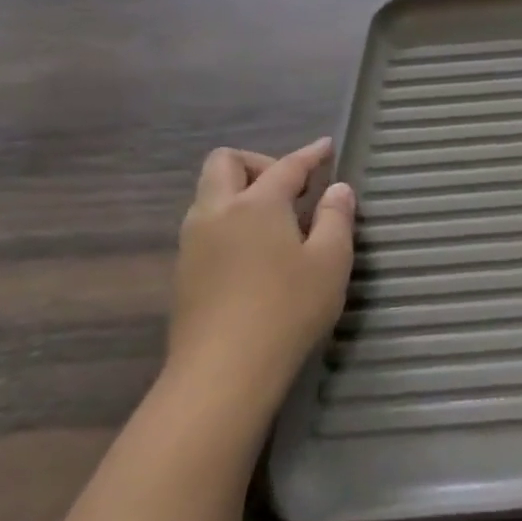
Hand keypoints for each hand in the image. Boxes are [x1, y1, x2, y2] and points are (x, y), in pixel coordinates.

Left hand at [168, 139, 355, 417]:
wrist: (222, 373)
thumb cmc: (288, 309)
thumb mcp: (331, 261)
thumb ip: (336, 218)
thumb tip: (337, 190)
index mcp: (256, 204)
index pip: (287, 166)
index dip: (310, 154)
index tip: (327, 147)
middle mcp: (217, 213)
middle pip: (225, 163)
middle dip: (259, 163)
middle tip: (292, 187)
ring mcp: (193, 243)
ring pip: (209, 195)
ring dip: (241, 191)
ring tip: (278, 219)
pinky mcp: (184, 272)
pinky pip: (206, 224)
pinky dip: (231, 220)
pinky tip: (256, 250)